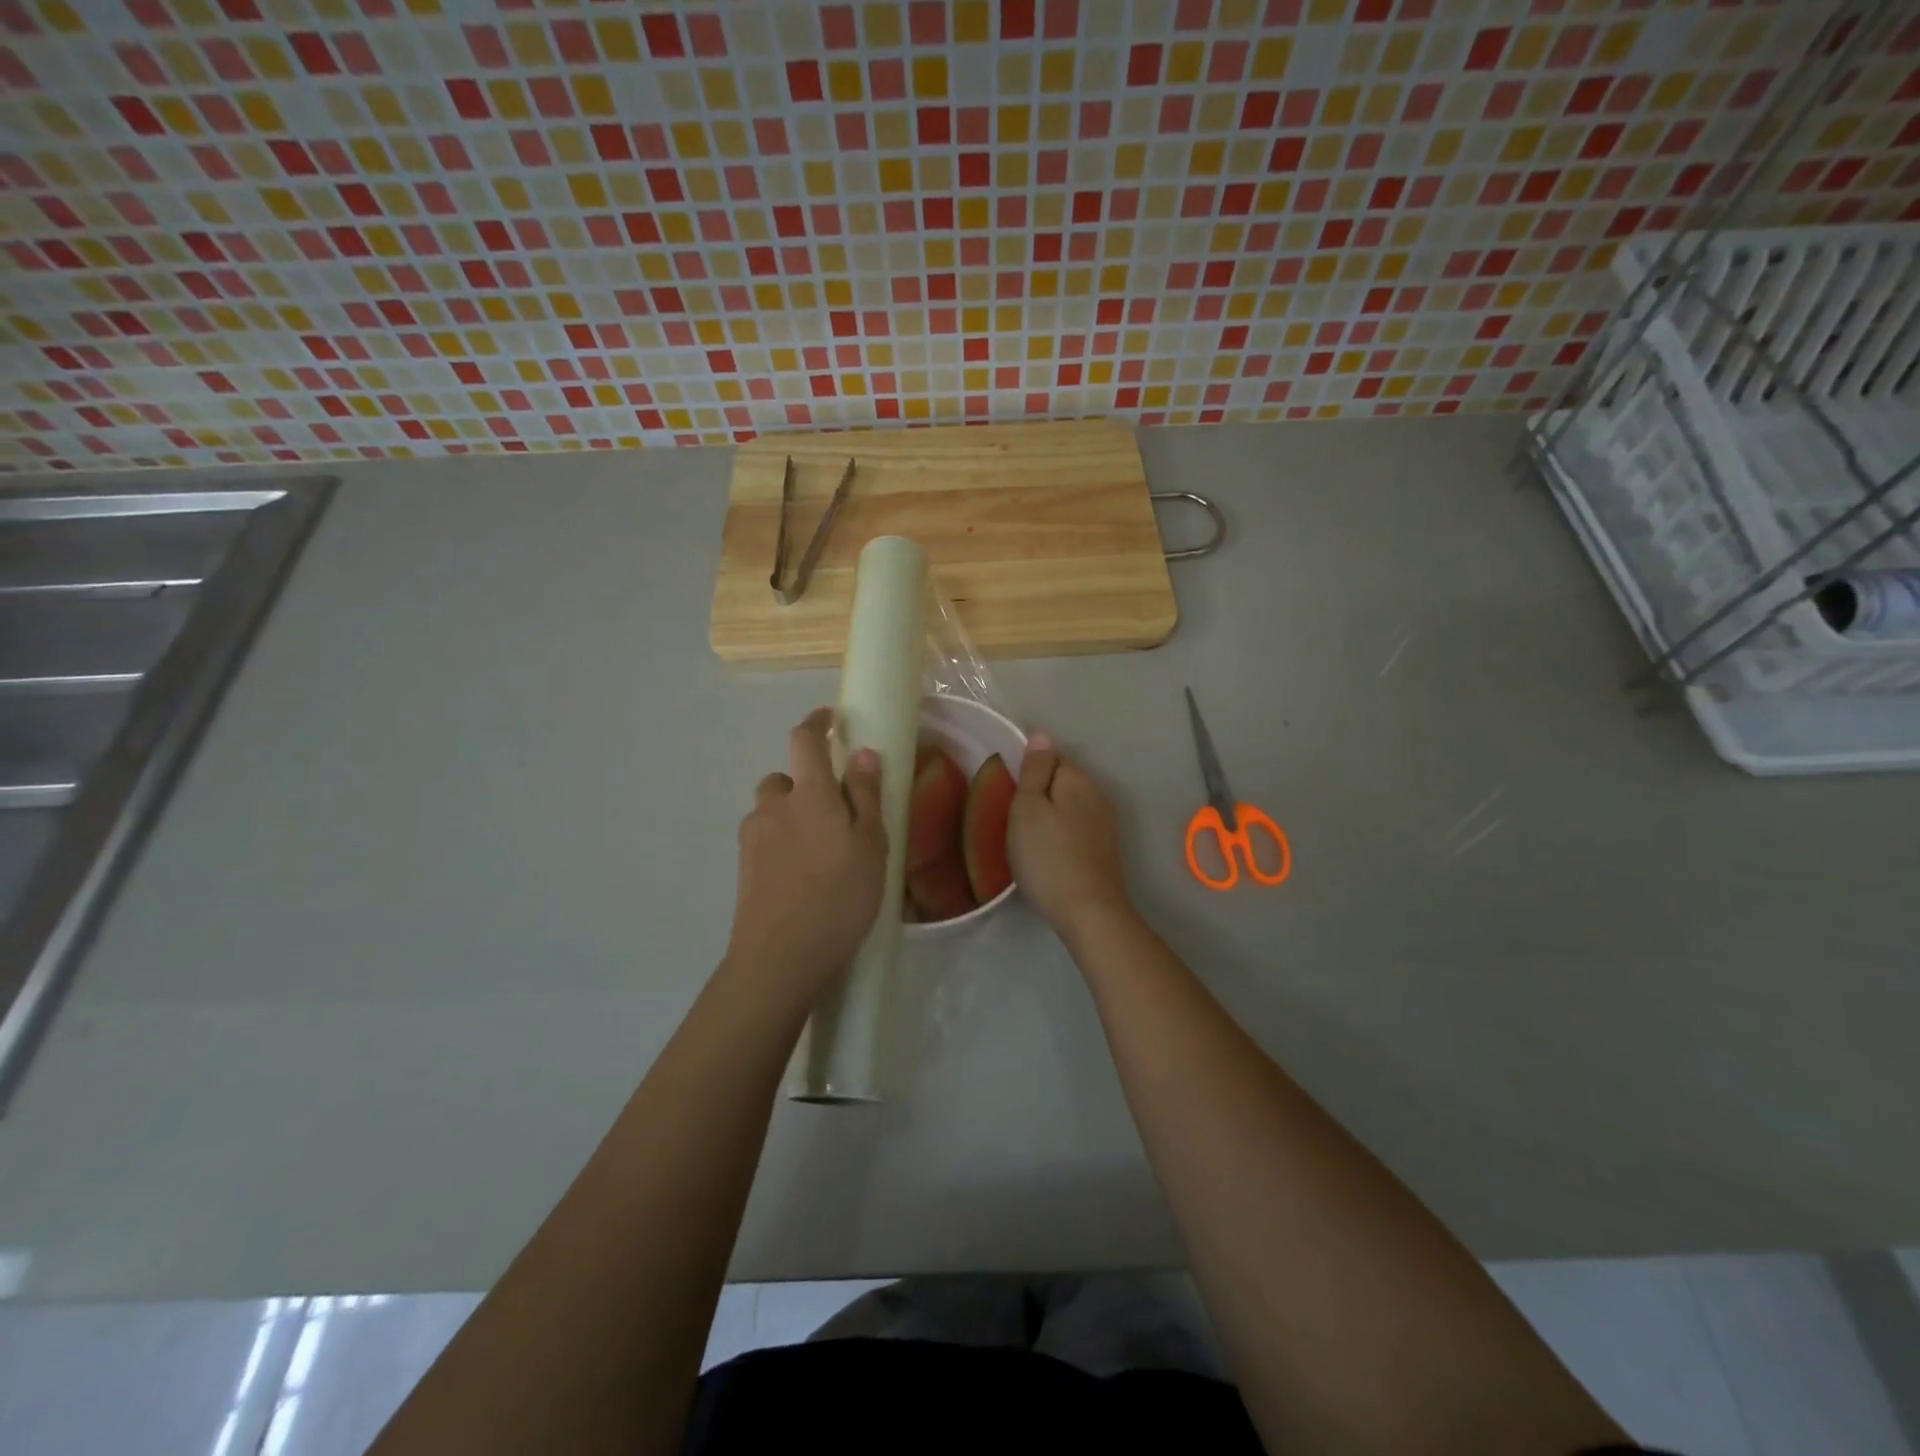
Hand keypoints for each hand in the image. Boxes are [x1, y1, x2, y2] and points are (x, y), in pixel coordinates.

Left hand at [725, 708, 887, 1009]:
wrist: (780, 959)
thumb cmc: (838, 898)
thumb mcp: (870, 846)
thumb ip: (866, 796)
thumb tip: (861, 753)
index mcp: (809, 795)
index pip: (804, 740)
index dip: (816, 723)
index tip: (830, 720)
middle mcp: (774, 807)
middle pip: (784, 779)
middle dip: (806, 784)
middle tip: (836, 814)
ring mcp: (753, 839)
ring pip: (771, 811)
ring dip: (791, 816)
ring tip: (819, 851)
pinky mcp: (743, 868)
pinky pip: (764, 840)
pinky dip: (781, 844)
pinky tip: (800, 876)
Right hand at [1009, 732, 1133, 937]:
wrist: (1088, 911)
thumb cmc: (1047, 857)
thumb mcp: (1028, 808)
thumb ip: (1034, 770)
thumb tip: (1041, 734)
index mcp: (1078, 779)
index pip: (1050, 758)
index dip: (1027, 774)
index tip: (1010, 798)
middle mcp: (1097, 794)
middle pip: (1061, 782)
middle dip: (1039, 795)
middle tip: (1014, 822)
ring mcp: (1105, 823)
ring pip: (1069, 807)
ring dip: (1050, 817)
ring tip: (1028, 842)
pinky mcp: (1105, 849)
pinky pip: (1076, 829)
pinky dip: (1060, 836)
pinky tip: (1048, 856)